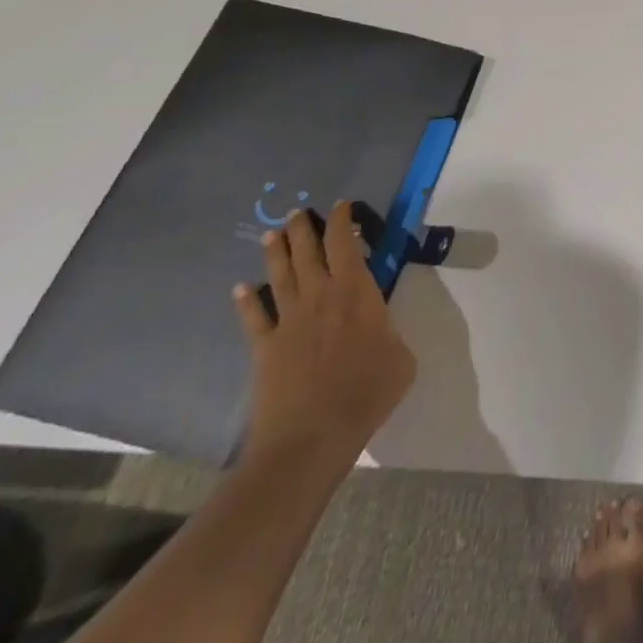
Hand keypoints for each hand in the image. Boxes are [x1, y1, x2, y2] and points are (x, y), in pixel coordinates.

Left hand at [232, 200, 416, 467]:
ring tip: (271, 234)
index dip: (342, 221)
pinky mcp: (264, 348)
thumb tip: (381, 330)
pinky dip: (247, 301)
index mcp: (356, 292)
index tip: (340, 206)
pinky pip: (254, 317)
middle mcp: (320, 296)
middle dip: (303, 229)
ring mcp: (288, 321)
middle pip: (308, 252)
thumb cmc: (366, 393)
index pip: (346, 244)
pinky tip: (240, 289)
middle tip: (297, 212)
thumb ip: (390, 333)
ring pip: (281, 275)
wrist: (311, 437)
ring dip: (275, 253)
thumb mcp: (401, 358)